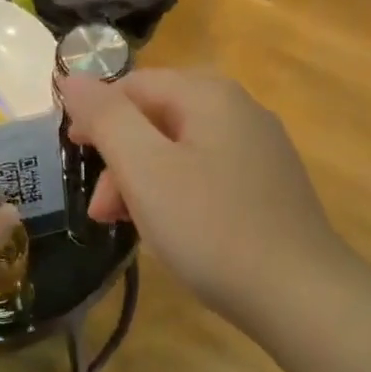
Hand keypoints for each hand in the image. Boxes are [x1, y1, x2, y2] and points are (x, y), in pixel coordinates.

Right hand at [57, 70, 350, 332]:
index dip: (96, 116)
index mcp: (210, 95)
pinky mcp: (271, 189)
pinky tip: (175, 234)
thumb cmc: (211, 228)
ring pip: (184, 153)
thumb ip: (106, 118)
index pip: (135, 85)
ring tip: (132, 229)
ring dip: (146, 184)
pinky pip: (210, 178)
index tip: (73, 159)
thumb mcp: (146, 169)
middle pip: (160, 120)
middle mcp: (242, 111)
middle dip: (121, 161)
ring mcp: (262, 151)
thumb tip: (73, 78)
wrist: (297, 292)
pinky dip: (180, 198)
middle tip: (102, 212)